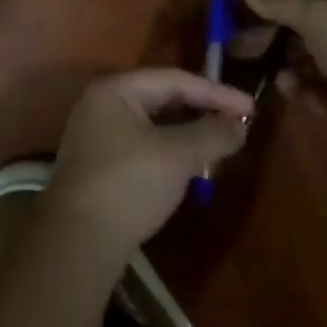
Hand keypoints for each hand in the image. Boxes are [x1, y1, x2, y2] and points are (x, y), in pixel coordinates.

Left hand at [44, 69, 252, 256]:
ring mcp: (97, 137)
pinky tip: (191, 168)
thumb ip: (211, 135)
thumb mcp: (177, 156)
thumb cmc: (128, 185)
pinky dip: (171, 152)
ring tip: (220, 146)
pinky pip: (144, 147)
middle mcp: (102, 105)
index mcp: (116, 90)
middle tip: (238, 125)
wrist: (76, 245)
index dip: (216, 93)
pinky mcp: (99, 167)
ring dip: (188, 134)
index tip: (251, 108)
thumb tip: (240, 125)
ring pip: (154, 125)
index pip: (175, 80)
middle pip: (162, 99)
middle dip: (202, 112)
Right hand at [237, 0, 326, 146]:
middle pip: (303, 22)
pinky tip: (291, 89)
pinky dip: (303, 88)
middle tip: (239, 44)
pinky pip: (318, 88)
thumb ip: (280, 1)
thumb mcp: (315, 15)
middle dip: (272, 31)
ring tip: (271, 71)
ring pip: (308, 56)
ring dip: (286, 62)